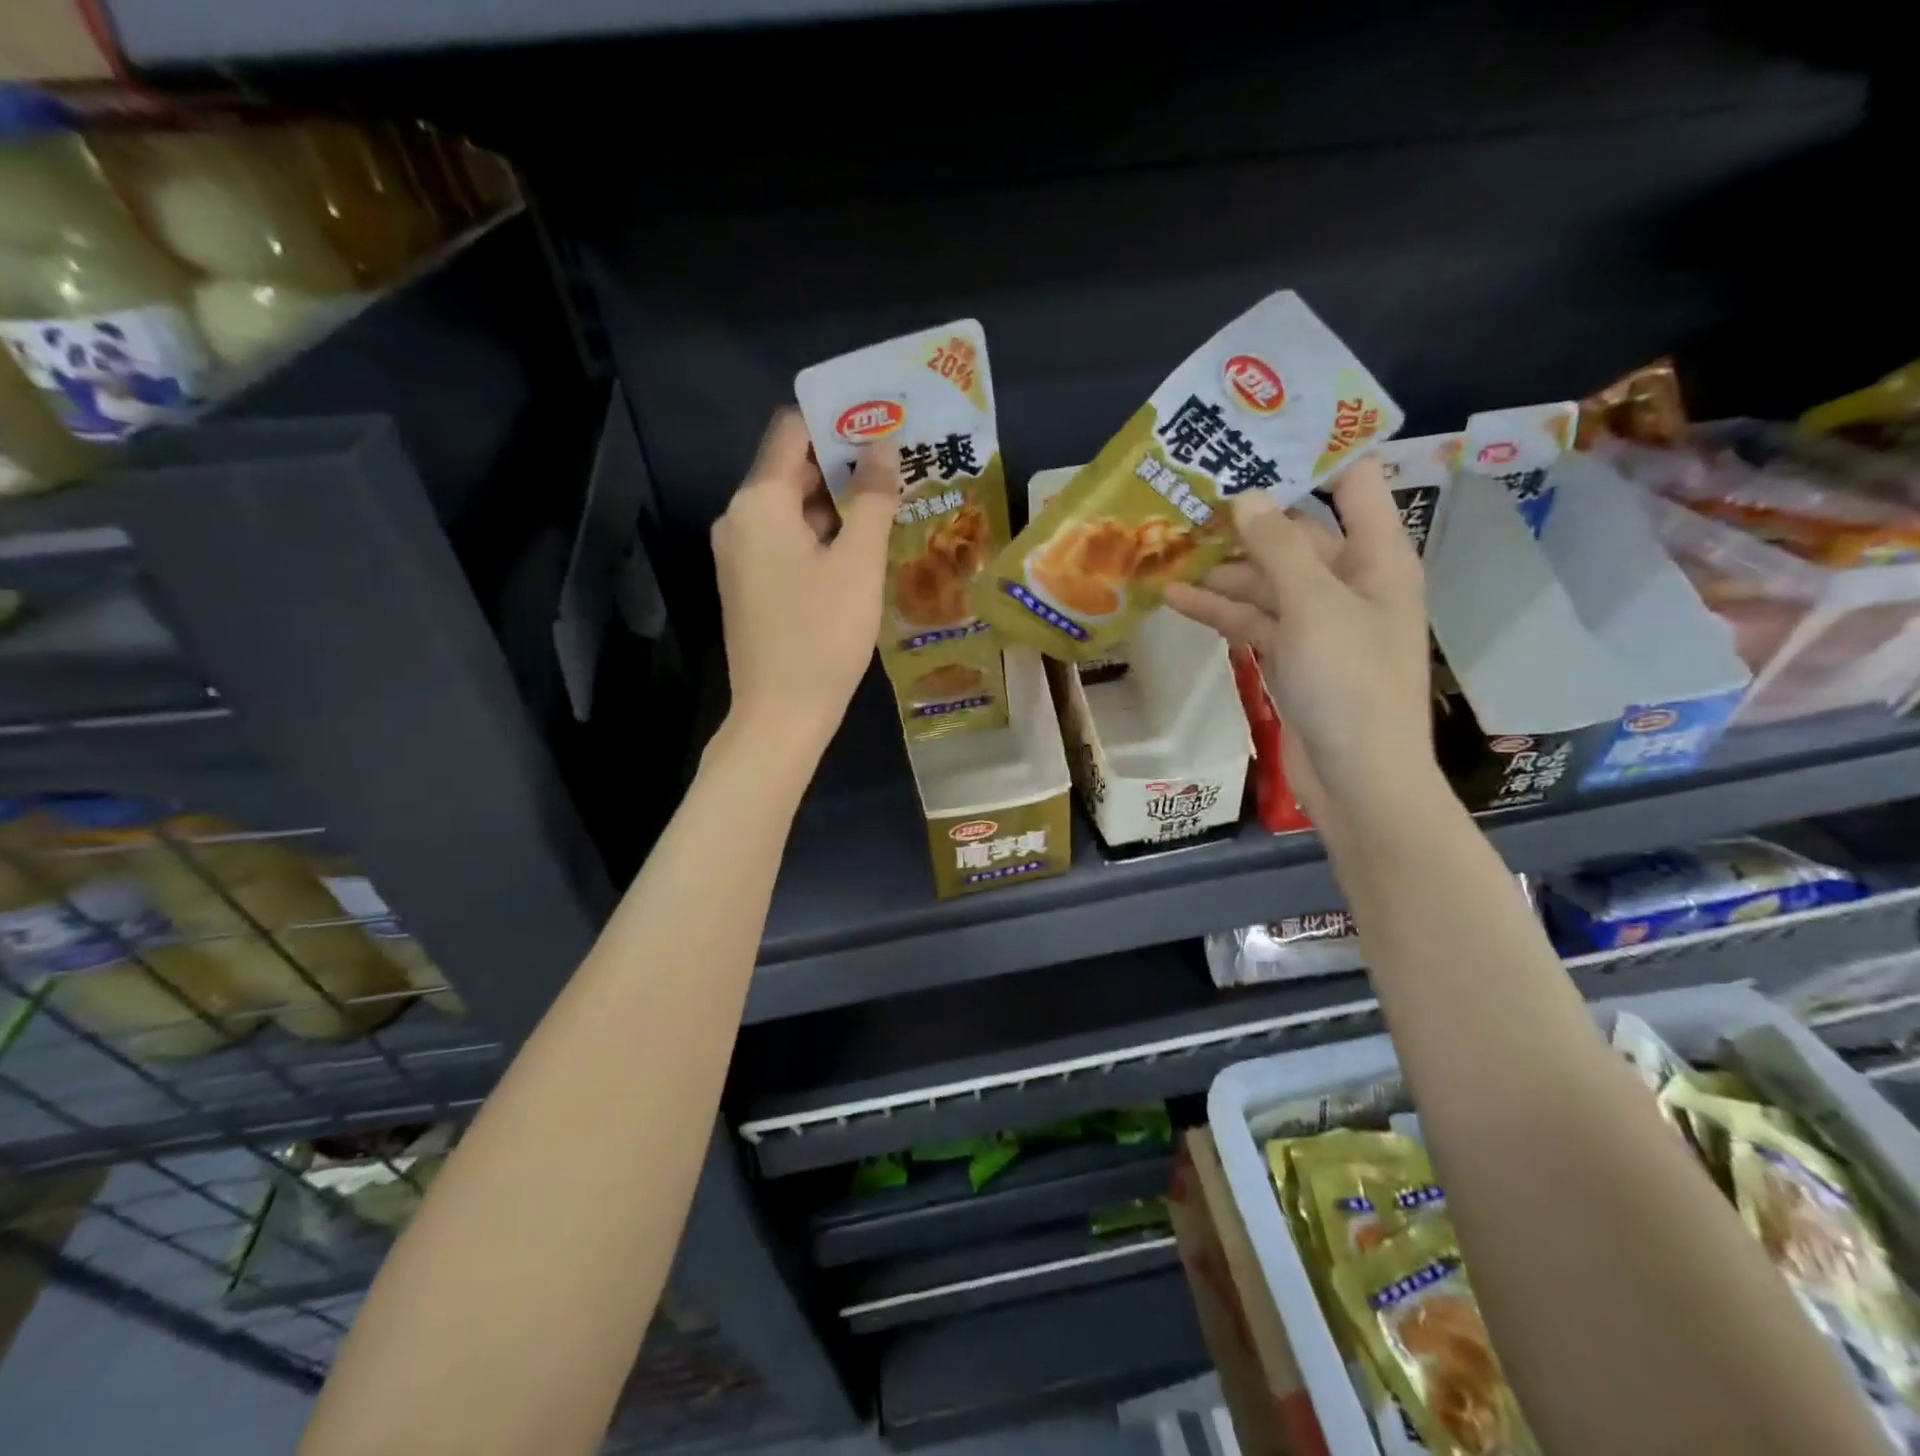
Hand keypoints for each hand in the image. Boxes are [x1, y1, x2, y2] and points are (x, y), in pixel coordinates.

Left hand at [712, 408, 901, 753]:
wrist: (781, 713)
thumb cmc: (823, 634)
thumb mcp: (858, 563)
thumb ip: (872, 498)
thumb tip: (883, 447)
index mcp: (759, 502)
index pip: (792, 430)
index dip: (836, 420)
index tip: (881, 422)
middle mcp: (739, 518)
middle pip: (790, 468)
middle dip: (842, 463)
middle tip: (896, 463)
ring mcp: (739, 553)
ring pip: (789, 507)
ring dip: (834, 501)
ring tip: (887, 501)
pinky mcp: (748, 582)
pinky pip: (784, 538)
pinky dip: (818, 532)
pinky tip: (858, 545)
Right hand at [1163, 455, 1438, 830]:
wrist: (1358, 777)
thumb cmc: (1350, 683)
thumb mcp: (1313, 606)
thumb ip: (1278, 548)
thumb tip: (1246, 496)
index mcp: (1378, 557)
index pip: (1353, 484)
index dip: (1312, 455)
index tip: (1257, 436)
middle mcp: (1351, 582)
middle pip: (1296, 535)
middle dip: (1245, 520)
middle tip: (1188, 497)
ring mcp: (1319, 622)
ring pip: (1266, 581)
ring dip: (1222, 570)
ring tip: (1168, 550)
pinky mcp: (1291, 656)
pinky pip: (1254, 620)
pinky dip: (1220, 610)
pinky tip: (1175, 598)